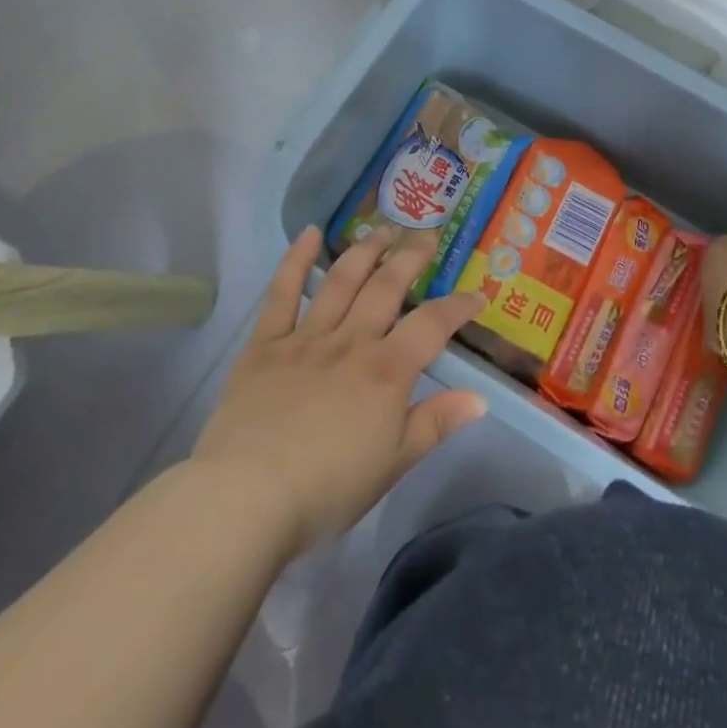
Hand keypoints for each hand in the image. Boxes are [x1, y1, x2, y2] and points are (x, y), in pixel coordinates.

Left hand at [191, 226, 489, 559]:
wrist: (246, 498)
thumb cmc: (327, 490)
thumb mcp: (393, 464)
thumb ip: (435, 424)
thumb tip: (480, 398)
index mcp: (386, 371)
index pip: (432, 325)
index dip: (458, 306)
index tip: (477, 294)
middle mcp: (351, 341)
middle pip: (387, 287)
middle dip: (411, 258)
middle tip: (428, 236)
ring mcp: (306, 338)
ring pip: (342, 280)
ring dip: (366, 250)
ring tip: (383, 229)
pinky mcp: (265, 345)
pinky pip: (282, 294)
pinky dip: (296, 260)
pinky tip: (310, 233)